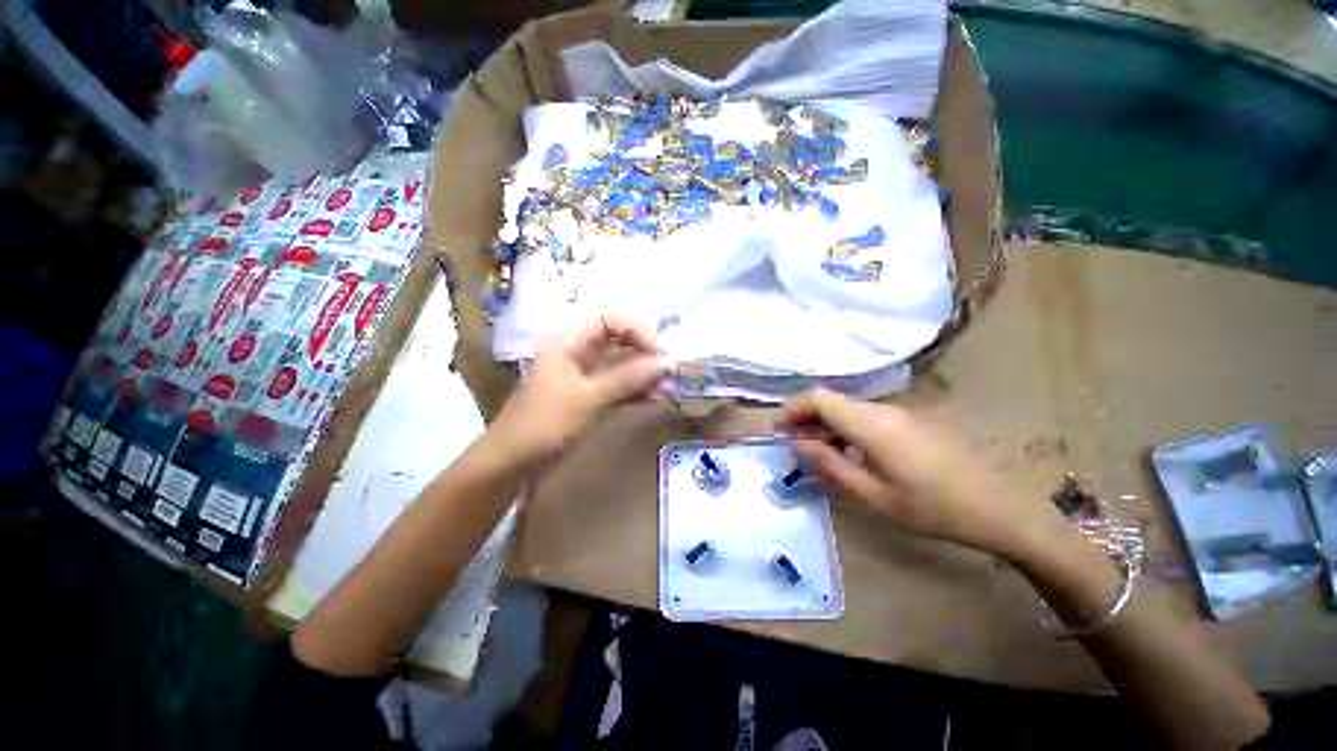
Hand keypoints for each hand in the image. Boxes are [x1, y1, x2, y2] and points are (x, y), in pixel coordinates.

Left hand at [489, 315, 668, 463]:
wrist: (512, 463)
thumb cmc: (544, 423)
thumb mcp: (587, 398)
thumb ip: (627, 378)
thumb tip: (665, 362)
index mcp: (568, 340)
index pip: (609, 319)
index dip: (636, 328)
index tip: (656, 352)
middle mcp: (578, 352)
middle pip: (618, 340)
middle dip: (645, 354)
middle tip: (668, 373)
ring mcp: (585, 375)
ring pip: (621, 364)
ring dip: (644, 374)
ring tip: (666, 388)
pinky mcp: (590, 395)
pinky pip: (618, 385)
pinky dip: (636, 390)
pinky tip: (654, 399)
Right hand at [777, 389, 1068, 558]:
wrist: (1001, 509)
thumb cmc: (934, 508)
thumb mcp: (874, 495)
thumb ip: (830, 465)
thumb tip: (798, 443)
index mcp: (872, 425)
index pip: (819, 398)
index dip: (792, 409)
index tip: (778, 431)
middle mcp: (884, 410)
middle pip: (832, 401)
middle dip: (806, 419)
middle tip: (796, 448)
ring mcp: (901, 413)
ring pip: (849, 409)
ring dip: (827, 426)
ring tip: (821, 455)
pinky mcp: (912, 421)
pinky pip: (868, 417)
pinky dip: (848, 430)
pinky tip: (852, 454)